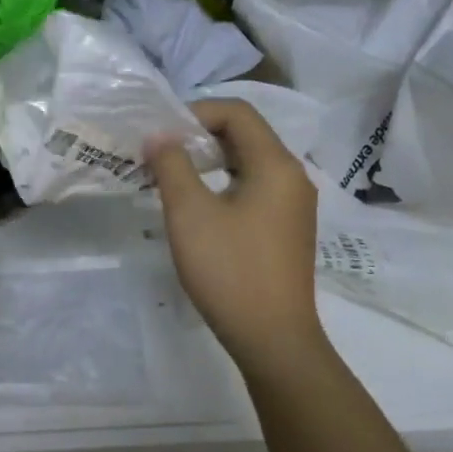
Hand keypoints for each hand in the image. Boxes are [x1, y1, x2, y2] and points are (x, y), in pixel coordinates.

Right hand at [147, 98, 323, 365]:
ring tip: (174, 176)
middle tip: (162, 153)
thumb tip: (158, 135)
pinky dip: (225, 182)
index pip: (238, 113)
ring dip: (211, 160)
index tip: (162, 133)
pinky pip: (255, 187)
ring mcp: (294, 204)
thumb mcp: (190, 213)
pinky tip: (200, 206)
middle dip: (201, 135)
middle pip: (246, 134)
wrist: (273, 339)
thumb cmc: (230, 270)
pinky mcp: (288, 228)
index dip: (197, 112)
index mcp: (276, 165)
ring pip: (250, 162)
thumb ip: (171, 165)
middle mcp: (292, 176)